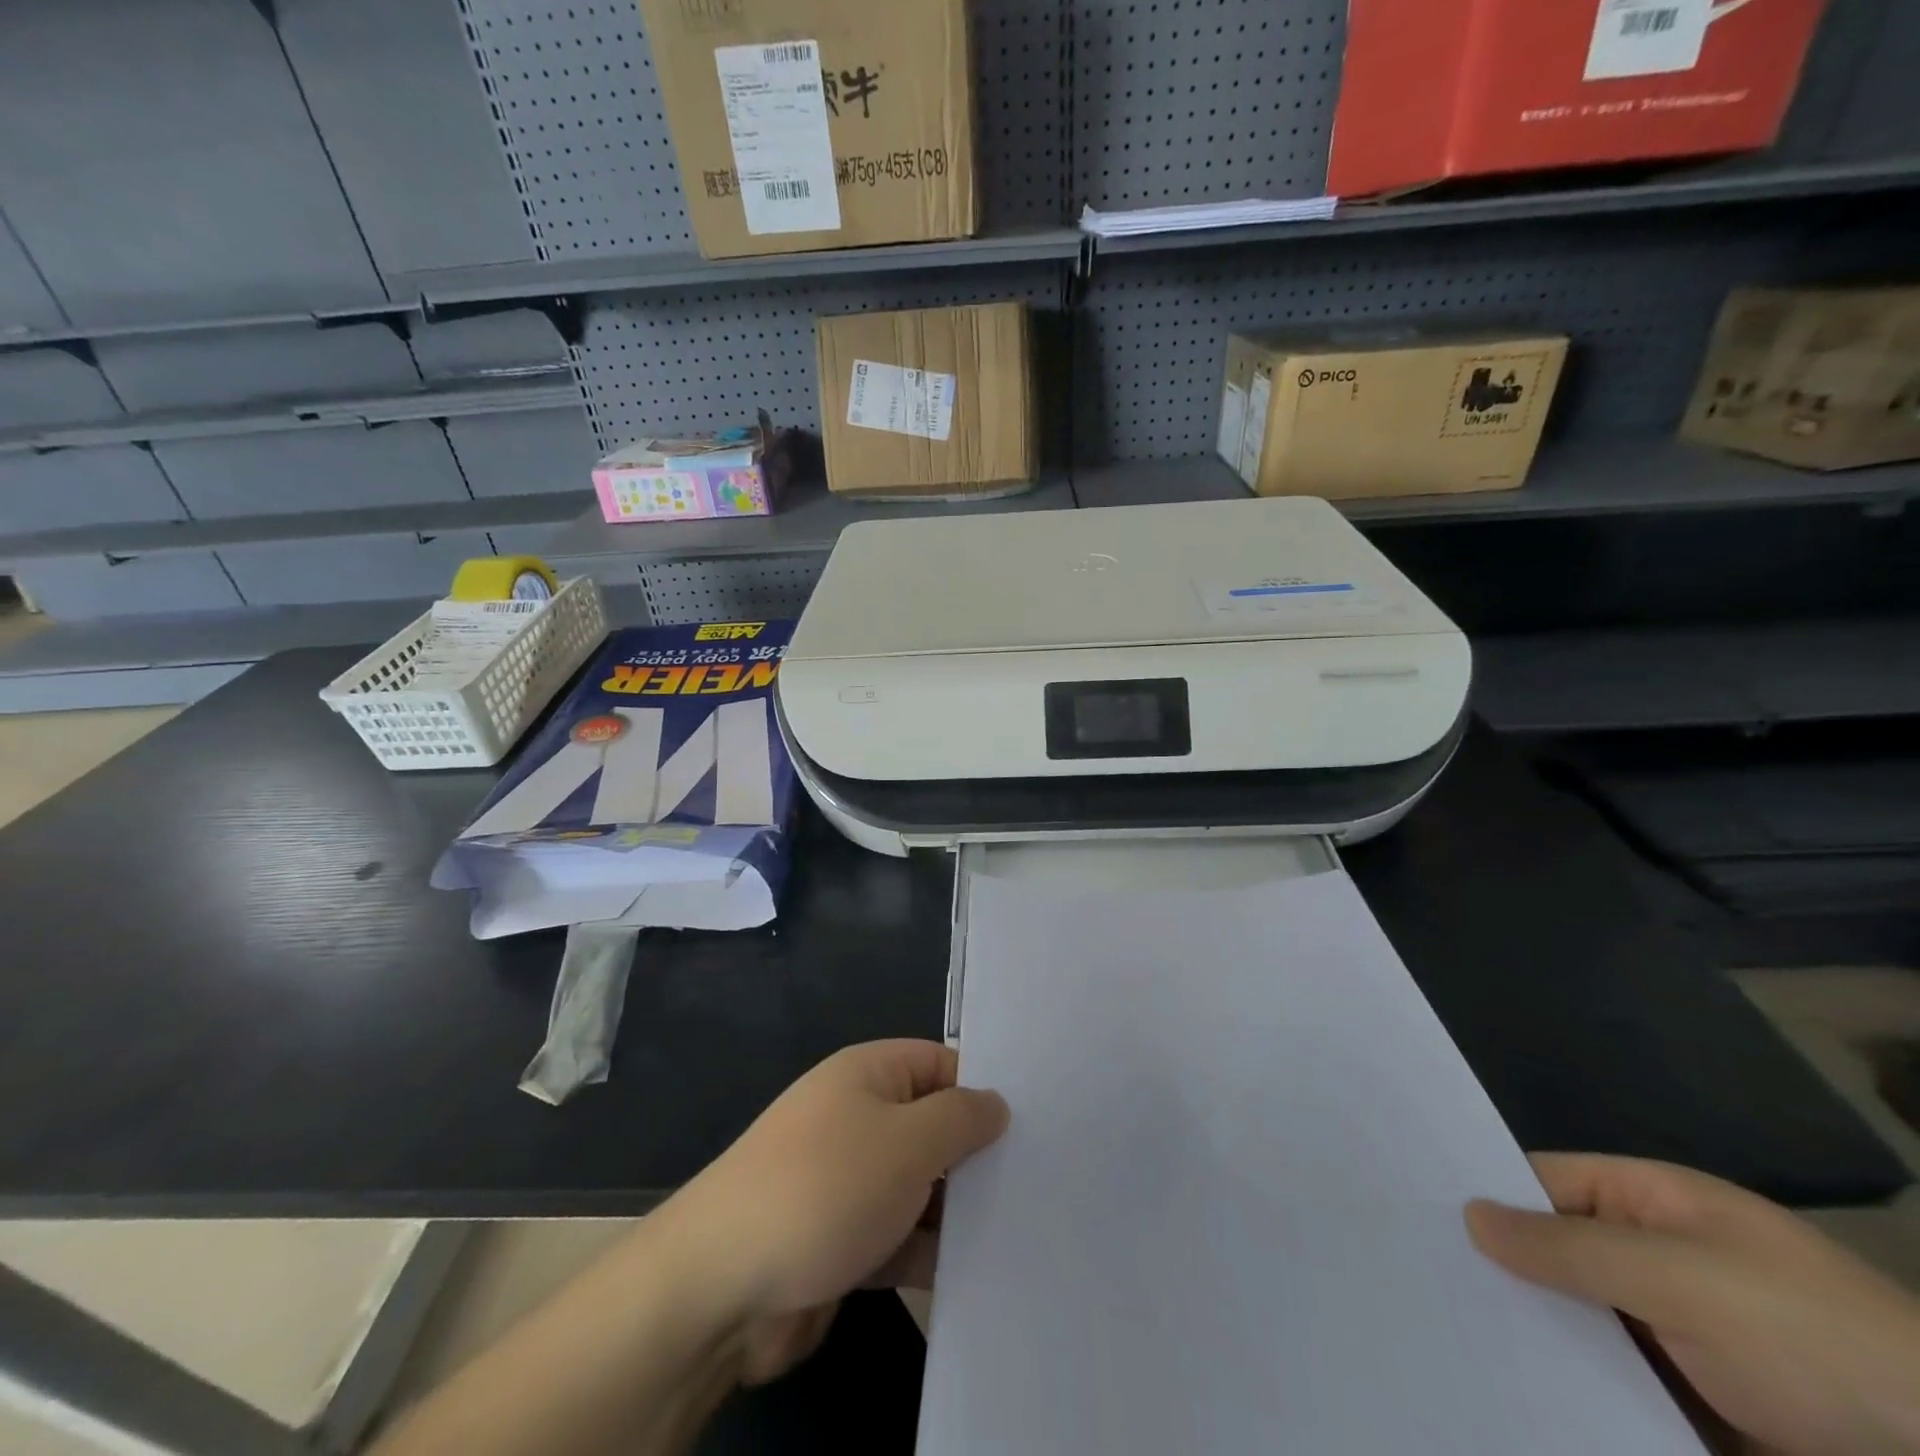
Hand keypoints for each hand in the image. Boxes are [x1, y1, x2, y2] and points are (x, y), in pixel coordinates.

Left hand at [656, 1039, 1007, 1383]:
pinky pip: (896, 1233)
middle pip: (932, 1126)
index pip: (941, 1064)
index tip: (1035, 1124)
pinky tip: (972, 1273)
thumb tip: (996, 1102)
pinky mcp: (838, 1238)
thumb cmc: (825, 1189)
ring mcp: (846, 1179)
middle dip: (975, 1156)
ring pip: (917, 1184)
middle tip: (1038, 1183)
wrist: (720, 1286)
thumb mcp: (908, 1141)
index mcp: (869, 1074)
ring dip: (955, 1209)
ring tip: (1019, 1231)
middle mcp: (857, 1117)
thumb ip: (960, 1118)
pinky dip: (926, 1250)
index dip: (983, 1088)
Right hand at [1466, 1153, 1919, 1454]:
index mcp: (1657, 1204)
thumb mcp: (1678, 1279)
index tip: (1417, 1211)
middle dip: (1503, 1268)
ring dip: (1535, 1331)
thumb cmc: (1810, 1341)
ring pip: (1584, 1319)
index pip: (1546, 1181)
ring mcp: (1684, 1333)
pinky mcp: (1699, 1402)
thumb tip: (1468, 1212)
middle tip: (1422, 1278)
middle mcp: (1662, 1256)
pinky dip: (1576, 1383)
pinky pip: (1619, 1378)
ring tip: (1451, 1332)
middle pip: (1560, 1252)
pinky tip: (1520, 1386)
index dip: (1487, 1192)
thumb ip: (1566, 1246)